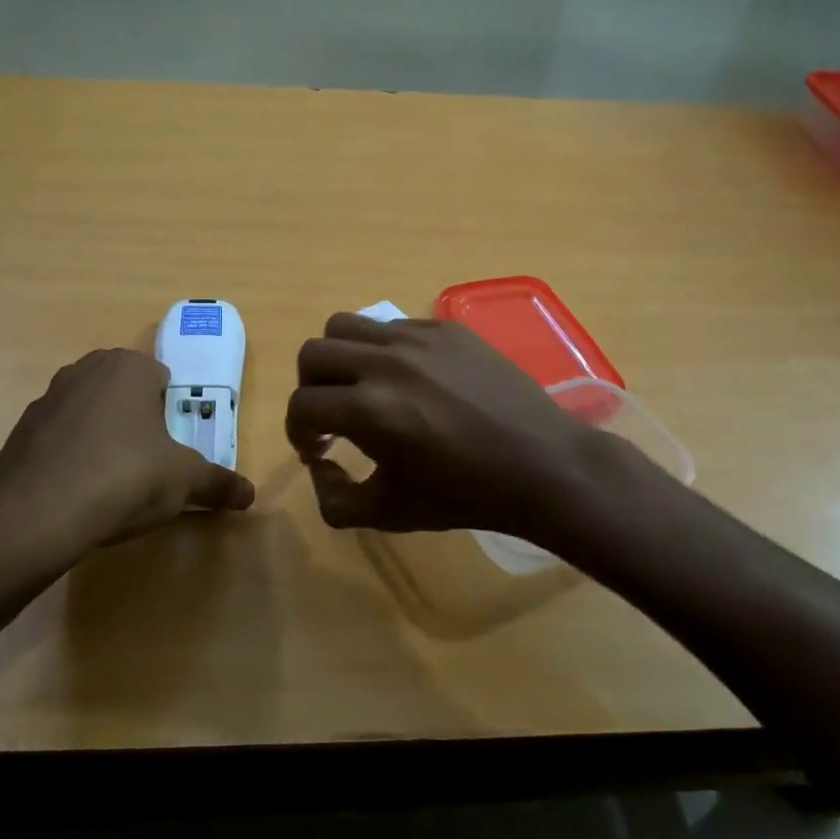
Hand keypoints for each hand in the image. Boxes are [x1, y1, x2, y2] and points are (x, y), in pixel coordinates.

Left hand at [0, 348, 253, 555]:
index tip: (173, 445)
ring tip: (113, 481)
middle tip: (149, 462)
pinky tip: (78, 492)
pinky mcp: (20, 432)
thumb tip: (251, 495)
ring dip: (103, 436)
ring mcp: (46, 398)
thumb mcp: (184, 481)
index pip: (161, 377)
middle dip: (138, 420)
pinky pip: (59, 438)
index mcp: (128, 367)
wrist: (34, 517)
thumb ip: (219, 483)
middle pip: (124, 391)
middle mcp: (85, 370)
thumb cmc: (123, 478)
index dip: (172, 411)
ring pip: (90, 412)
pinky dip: (71, 456)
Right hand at [285, 314, 605, 540]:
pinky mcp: (446, 328)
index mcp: (370, 409)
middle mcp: (386, 362)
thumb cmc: (466, 495)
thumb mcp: (390, 513)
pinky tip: (409, 380)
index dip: (297, 432)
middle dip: (310, 388)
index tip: (316, 450)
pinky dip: (382, 350)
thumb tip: (319, 466)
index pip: (302, 405)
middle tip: (332, 416)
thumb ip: (334, 499)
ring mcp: (419, 338)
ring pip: (347, 325)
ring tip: (362, 387)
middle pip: (313, 353)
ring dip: (340, 358)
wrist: (543, 465)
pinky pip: (392, 325)